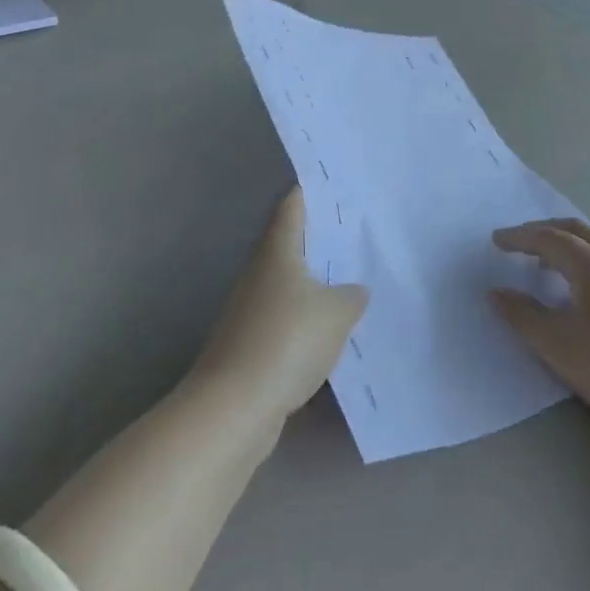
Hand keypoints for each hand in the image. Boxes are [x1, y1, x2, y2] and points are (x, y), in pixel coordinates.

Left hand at [192, 188, 368, 421]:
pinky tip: (332, 331)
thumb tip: (354, 290)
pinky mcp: (251, 345)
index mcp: (277, 251)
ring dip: (315, 282)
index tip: (333, 182)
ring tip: (352, 280)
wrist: (234, 408)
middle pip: (290, 243)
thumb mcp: (337, 312)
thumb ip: (352, 295)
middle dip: (319, 237)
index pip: (292, 206)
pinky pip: (286, 319)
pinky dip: (307, 319)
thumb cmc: (287, 341)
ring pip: (289, 284)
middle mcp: (259, 273)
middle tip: (356, 232)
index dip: (309, 190)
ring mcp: (250, 310)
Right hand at [490, 220, 589, 443]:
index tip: (496, 240)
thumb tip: (496, 292)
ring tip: (552, 257)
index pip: (549, 239)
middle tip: (518, 242)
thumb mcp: (557, 345)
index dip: (520, 238)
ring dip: (572, 238)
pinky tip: (588, 278)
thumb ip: (522, 315)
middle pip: (576, 230)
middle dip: (544, 231)